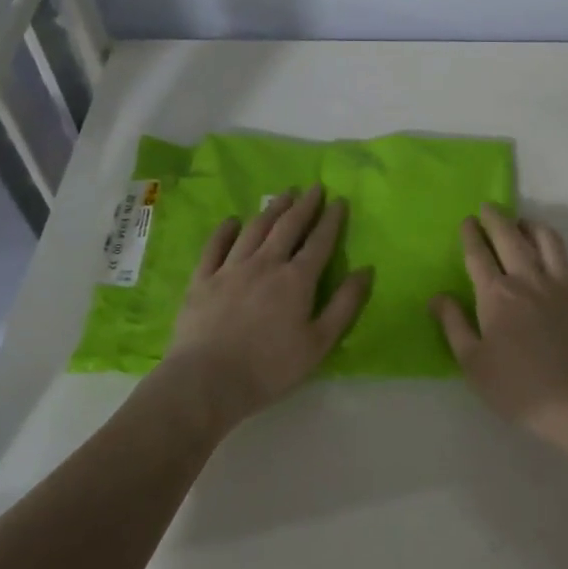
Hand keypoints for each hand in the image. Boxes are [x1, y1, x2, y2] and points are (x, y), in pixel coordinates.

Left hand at [165, 185, 370, 431]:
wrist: (207, 381)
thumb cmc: (270, 368)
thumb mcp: (319, 343)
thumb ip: (344, 305)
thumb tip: (365, 270)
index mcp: (296, 280)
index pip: (319, 242)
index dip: (331, 220)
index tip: (339, 200)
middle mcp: (265, 264)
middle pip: (288, 227)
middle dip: (304, 205)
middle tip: (313, 188)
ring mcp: (230, 269)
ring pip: (255, 229)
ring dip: (271, 210)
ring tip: (283, 195)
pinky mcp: (202, 280)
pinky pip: (215, 246)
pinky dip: (225, 230)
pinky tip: (233, 221)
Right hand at [432, 203, 567, 456]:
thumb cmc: (518, 388)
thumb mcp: (473, 363)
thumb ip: (454, 325)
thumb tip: (437, 296)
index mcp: (497, 294)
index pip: (479, 254)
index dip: (471, 235)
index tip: (467, 220)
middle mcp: (531, 280)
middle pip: (512, 239)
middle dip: (498, 219)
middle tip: (489, 207)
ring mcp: (566, 287)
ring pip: (552, 244)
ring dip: (537, 229)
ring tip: (527, 225)